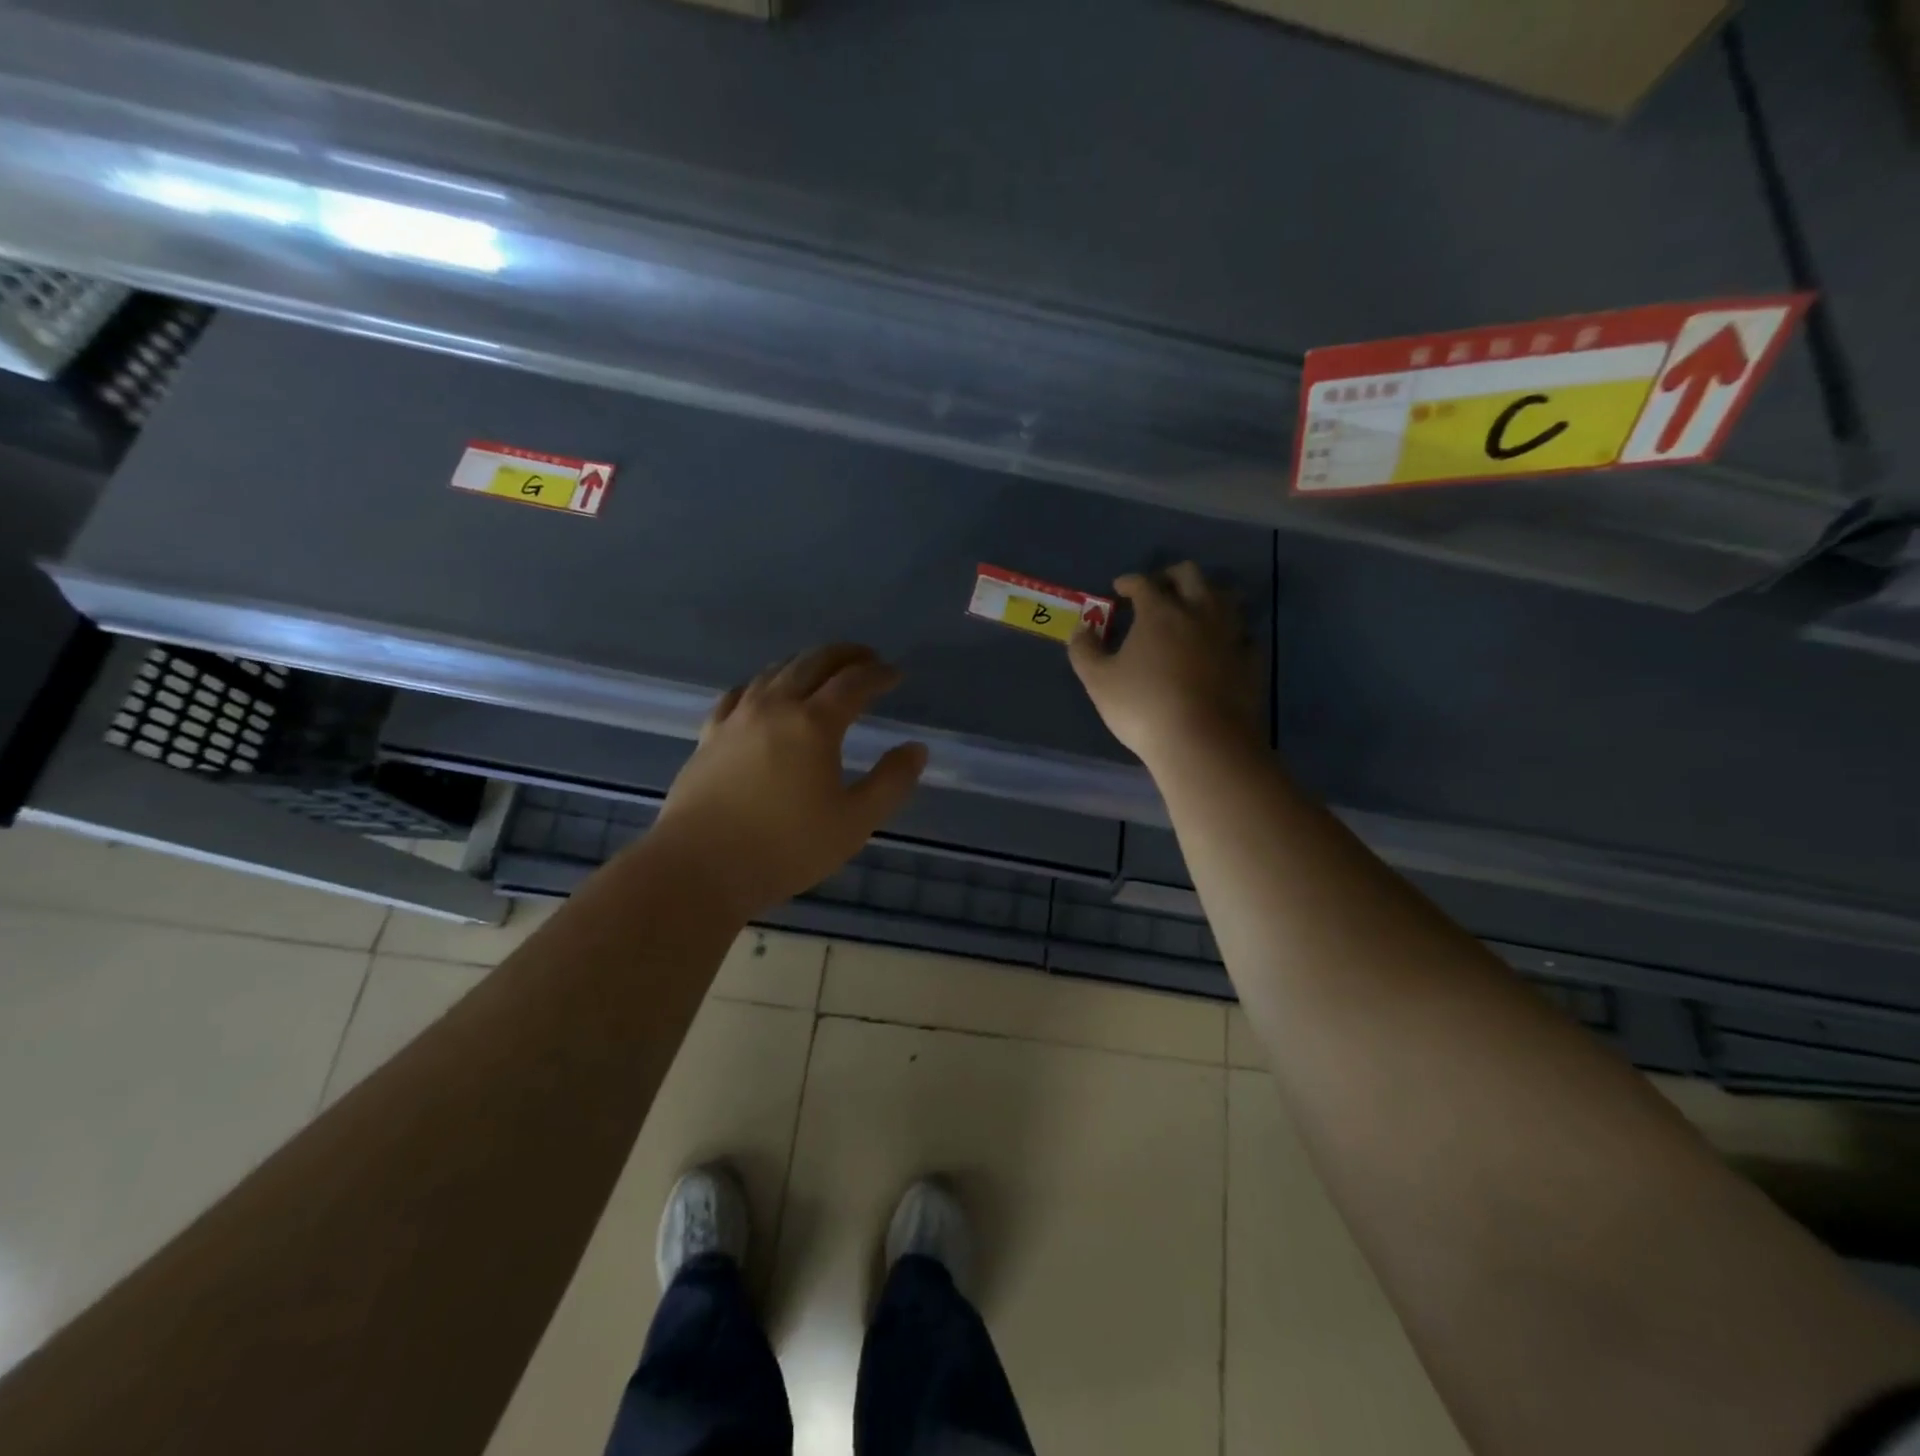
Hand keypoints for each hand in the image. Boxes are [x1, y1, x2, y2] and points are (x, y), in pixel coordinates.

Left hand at [652, 643, 926, 915]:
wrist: (700, 867)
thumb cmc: (785, 848)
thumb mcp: (854, 822)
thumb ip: (891, 782)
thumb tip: (916, 749)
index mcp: (814, 723)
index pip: (854, 683)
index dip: (878, 674)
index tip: (895, 674)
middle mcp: (775, 707)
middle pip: (813, 663)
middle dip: (844, 655)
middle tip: (866, 658)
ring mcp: (737, 718)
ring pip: (774, 672)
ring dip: (805, 663)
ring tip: (822, 671)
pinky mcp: (710, 735)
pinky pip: (739, 693)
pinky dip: (763, 683)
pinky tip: (763, 693)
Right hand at [1069, 562, 1261, 766]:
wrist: (1204, 741)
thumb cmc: (1143, 707)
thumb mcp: (1098, 681)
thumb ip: (1084, 650)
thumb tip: (1081, 630)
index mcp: (1159, 612)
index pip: (1143, 582)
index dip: (1128, 582)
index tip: (1119, 589)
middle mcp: (1199, 612)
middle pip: (1190, 575)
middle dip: (1170, 576)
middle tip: (1157, 589)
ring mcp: (1230, 634)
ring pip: (1224, 597)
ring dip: (1205, 596)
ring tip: (1192, 611)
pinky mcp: (1251, 659)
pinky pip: (1242, 633)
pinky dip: (1229, 632)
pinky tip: (1220, 646)